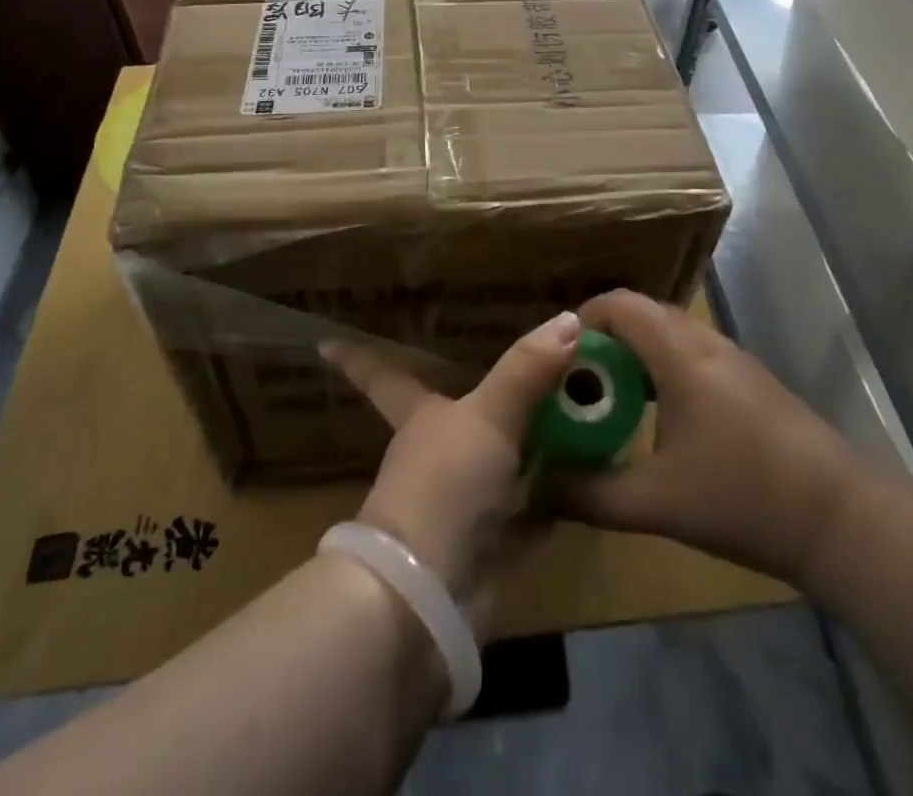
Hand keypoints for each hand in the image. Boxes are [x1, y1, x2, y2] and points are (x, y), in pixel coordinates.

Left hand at [322, 310, 581, 628]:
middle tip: (530, 367)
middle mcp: (437, 457)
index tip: (324, 342)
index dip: (358, 359)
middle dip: (490, 398)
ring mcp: (462, 503)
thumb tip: (566, 318)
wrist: (429, 594)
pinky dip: (556, 494)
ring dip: (534, 444)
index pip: (383, 378)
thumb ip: (526, 370)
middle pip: (461, 418)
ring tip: (577, 412)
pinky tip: (588, 477)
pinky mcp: (491, 545)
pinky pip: (530, 508)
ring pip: (500, 462)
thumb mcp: (488, 417)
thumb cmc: (444, 486)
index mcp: (419, 419)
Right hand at [552, 290, 864, 586]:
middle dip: (603, 342)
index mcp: (678, 353)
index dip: (582, 320)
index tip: (558, 360)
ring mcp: (733, 360)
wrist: (843, 518)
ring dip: (635, 358)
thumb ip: (590, 494)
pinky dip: (663, 372)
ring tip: (612, 403)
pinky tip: (660, 422)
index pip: (619, 304)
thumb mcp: (656, 502)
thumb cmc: (743, 495)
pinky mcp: (751, 383)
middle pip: (642, 315)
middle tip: (578, 386)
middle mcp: (705, 343)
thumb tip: (539, 489)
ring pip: (669, 336)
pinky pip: (692, 356)